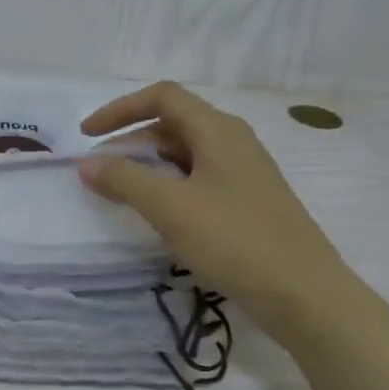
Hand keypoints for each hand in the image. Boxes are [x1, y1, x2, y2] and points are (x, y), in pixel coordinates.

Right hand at [78, 82, 355, 335]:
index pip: (162, 97)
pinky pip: (195, 180)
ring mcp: (241, 173)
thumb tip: (86, 163)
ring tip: (119, 195)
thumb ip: (124, 180)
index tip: (86, 136)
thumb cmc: (235, 240)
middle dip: (129, 142)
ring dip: (146, 167)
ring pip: (182, 155)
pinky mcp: (243, 202)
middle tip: (97, 174)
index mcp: (218, 130)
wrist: (302, 292)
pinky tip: (156, 215)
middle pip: (171, 124)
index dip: (119, 109)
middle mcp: (231, 142)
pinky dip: (165, 187)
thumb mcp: (171, 208)